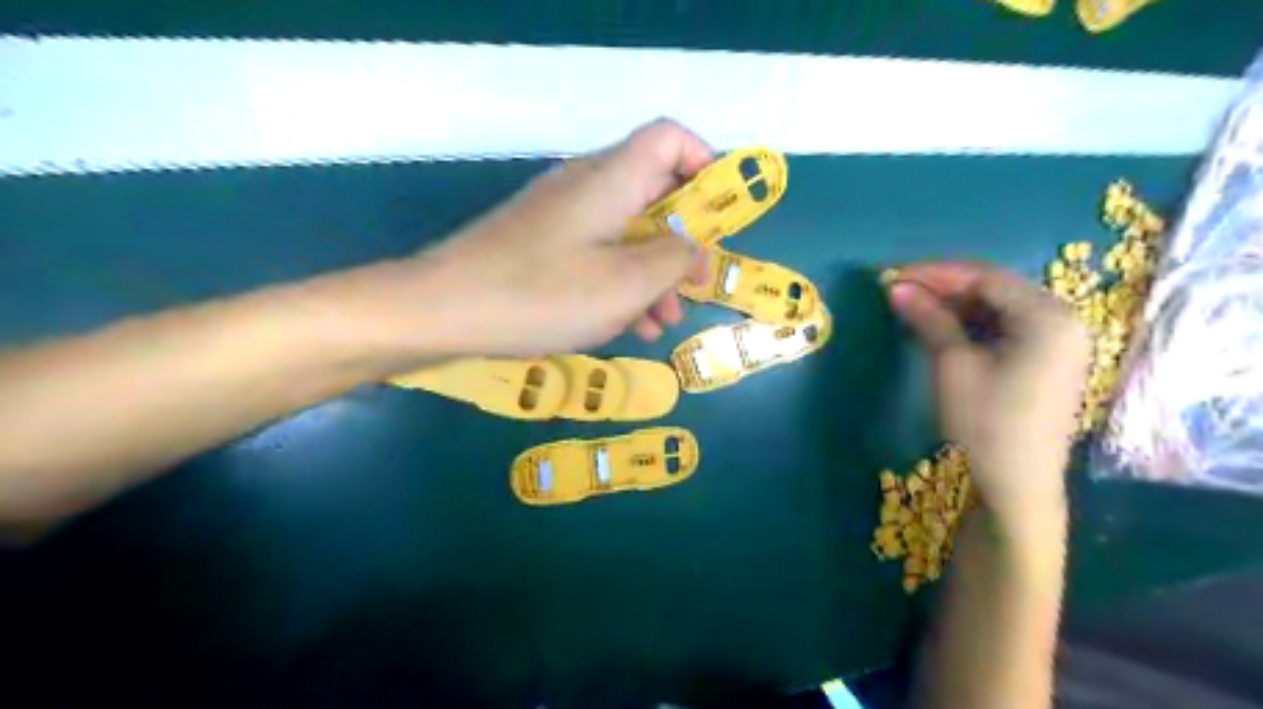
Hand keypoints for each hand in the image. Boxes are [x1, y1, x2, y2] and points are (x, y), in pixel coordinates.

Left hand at [393, 118, 709, 360]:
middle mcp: (587, 186)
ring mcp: (561, 216)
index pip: (670, 139)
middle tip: (692, 289)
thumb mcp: (625, 284)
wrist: (443, 309)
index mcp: (612, 180)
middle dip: (681, 243)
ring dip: (651, 274)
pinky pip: (596, 253)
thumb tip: (692, 247)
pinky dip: (619, 282)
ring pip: (625, 231)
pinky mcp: (541, 243)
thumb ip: (674, 259)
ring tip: (660, 323)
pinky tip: (626, 325)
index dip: (704, 165)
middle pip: (653, 194)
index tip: (719, 218)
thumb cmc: (543, 294)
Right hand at [881, 264, 1091, 527]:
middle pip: (996, 290)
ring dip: (955, 305)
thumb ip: (928, 318)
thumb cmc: (985, 422)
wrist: (1014, 488)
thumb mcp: (952, 364)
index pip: (986, 277)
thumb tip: (896, 287)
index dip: (936, 273)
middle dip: (945, 287)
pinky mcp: (1046, 364)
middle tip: (900, 290)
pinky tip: (941, 327)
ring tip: (913, 306)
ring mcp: (1059, 343)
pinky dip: (971, 325)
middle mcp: (1063, 320)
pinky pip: (1006, 329)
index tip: (893, 275)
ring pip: (999, 309)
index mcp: (1049, 315)